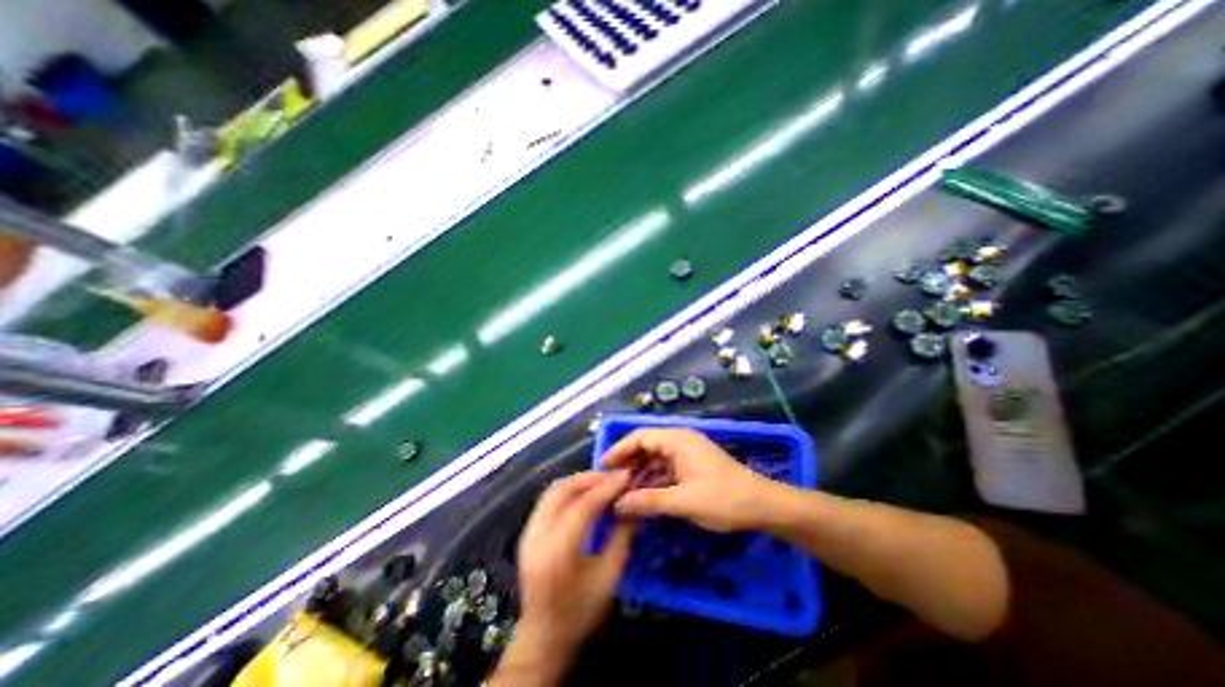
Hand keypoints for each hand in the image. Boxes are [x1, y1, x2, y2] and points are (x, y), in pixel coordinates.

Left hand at [516, 473, 635, 655]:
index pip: (583, 505)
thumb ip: (622, 536)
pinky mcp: (527, 531)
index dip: (606, 487)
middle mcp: (537, 535)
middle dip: (590, 478)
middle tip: (614, 476)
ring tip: (601, 481)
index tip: (626, 476)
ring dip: (578, 481)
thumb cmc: (580, 610)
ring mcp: (528, 531)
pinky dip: (567, 489)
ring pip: (553, 490)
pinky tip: (584, 492)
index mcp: (557, 551)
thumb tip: (634, 504)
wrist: (543, 636)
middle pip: (563, 490)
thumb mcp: (609, 576)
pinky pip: (548, 498)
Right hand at [603, 428, 773, 533]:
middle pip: (646, 445)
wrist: (762, 505)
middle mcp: (680, 441)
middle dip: (628, 462)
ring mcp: (687, 453)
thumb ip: (649, 501)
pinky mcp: (692, 465)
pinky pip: (665, 468)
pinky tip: (644, 495)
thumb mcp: (683, 502)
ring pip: (655, 458)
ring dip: (639, 473)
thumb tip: (618, 505)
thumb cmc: (723, 499)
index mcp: (677, 440)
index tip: (603, 466)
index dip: (620, 449)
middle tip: (610, 482)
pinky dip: (653, 479)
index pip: (640, 437)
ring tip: (623, 492)